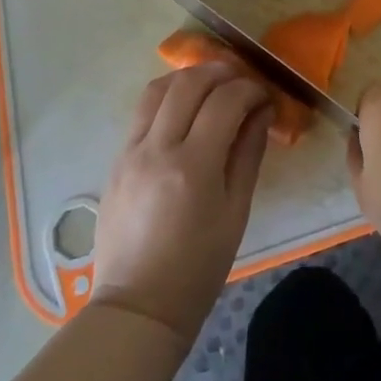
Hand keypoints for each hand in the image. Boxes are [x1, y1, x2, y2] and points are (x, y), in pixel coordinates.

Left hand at [93, 63, 271, 339]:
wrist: (137, 308)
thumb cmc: (198, 268)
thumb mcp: (236, 212)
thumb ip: (248, 153)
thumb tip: (261, 111)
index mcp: (193, 167)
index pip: (225, 100)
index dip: (250, 89)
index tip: (264, 96)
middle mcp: (157, 149)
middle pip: (189, 83)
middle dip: (221, 72)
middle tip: (241, 80)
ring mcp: (130, 153)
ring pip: (158, 89)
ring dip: (189, 77)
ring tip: (211, 85)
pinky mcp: (116, 160)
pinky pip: (142, 112)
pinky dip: (167, 98)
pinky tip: (184, 110)